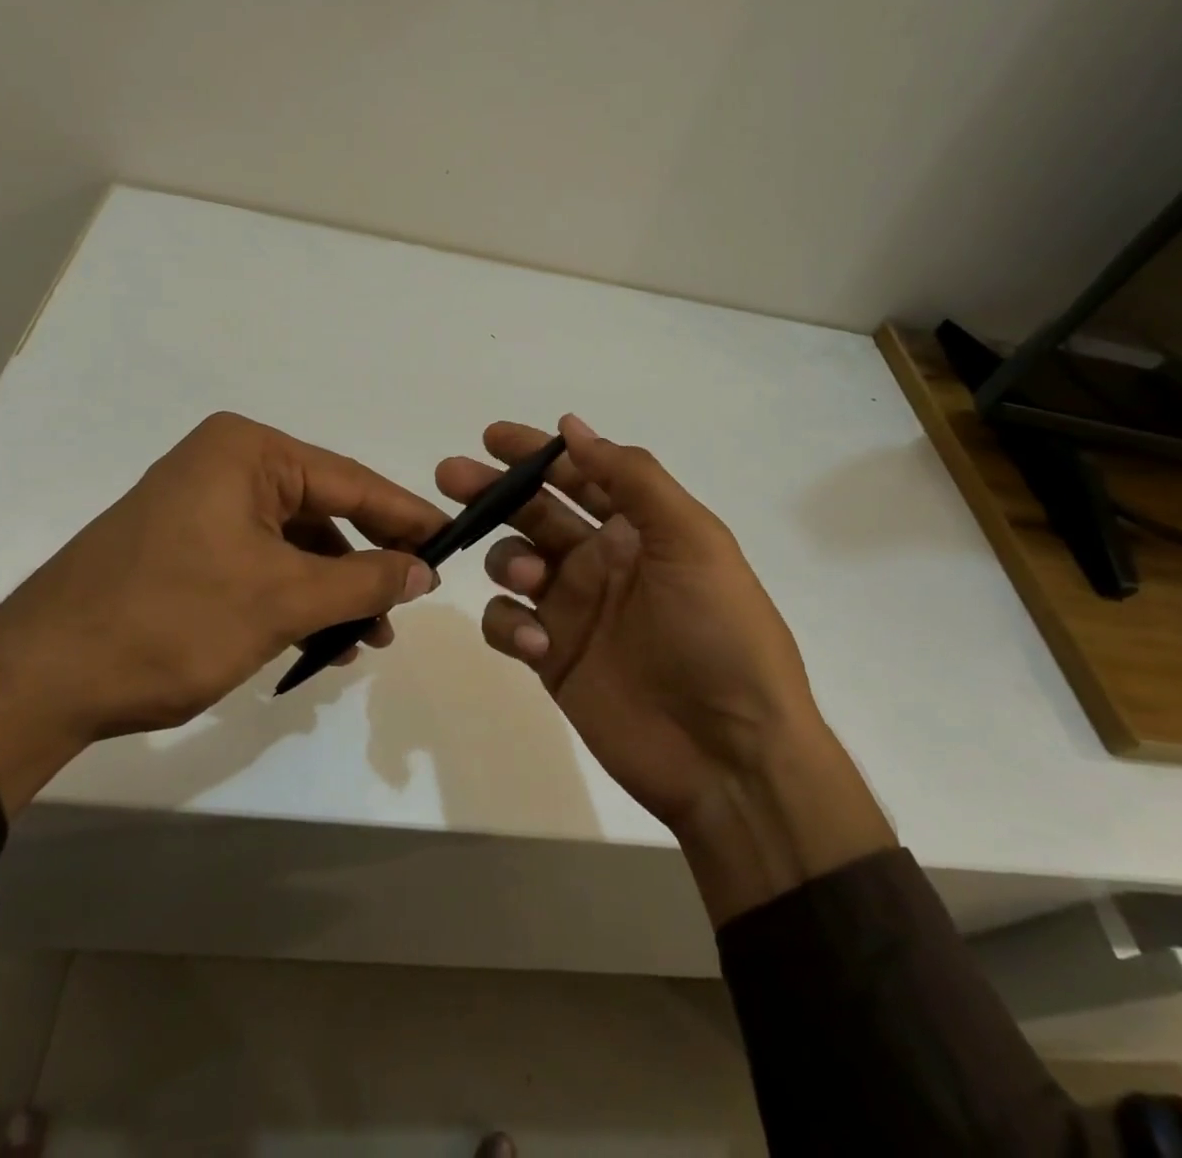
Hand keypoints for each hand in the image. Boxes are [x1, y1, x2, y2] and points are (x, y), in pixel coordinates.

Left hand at [0, 412, 444, 811]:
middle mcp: (226, 465)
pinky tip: (321, 641)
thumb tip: (425, 570)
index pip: (351, 481)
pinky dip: (295, 598)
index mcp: (248, 453)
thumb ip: (363, 581)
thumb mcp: (281, 600)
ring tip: (368, 638)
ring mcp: (202, 506)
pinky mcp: (186, 545)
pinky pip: (262, 562)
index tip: (453, 545)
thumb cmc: (170, 621)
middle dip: (368, 562)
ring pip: (295, 543)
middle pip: (325, 510)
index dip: (406, 517)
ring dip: (334, 589)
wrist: (39, 679)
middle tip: (412, 601)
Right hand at [436, 414, 892, 921]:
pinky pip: (507, 623)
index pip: (578, 474)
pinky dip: (508, 624)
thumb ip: (632, 478)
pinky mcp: (552, 658)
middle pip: (534, 511)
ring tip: (529, 579)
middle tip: (452, 476)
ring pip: (512, 562)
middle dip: (494, 491)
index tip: (492, 437)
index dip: (536, 453)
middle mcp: (601, 561)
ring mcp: (573, 610)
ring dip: (507, 559)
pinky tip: (535, 644)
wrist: (730, 755)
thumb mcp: (692, 540)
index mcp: (638, 528)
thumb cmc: (719, 634)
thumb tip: (572, 425)